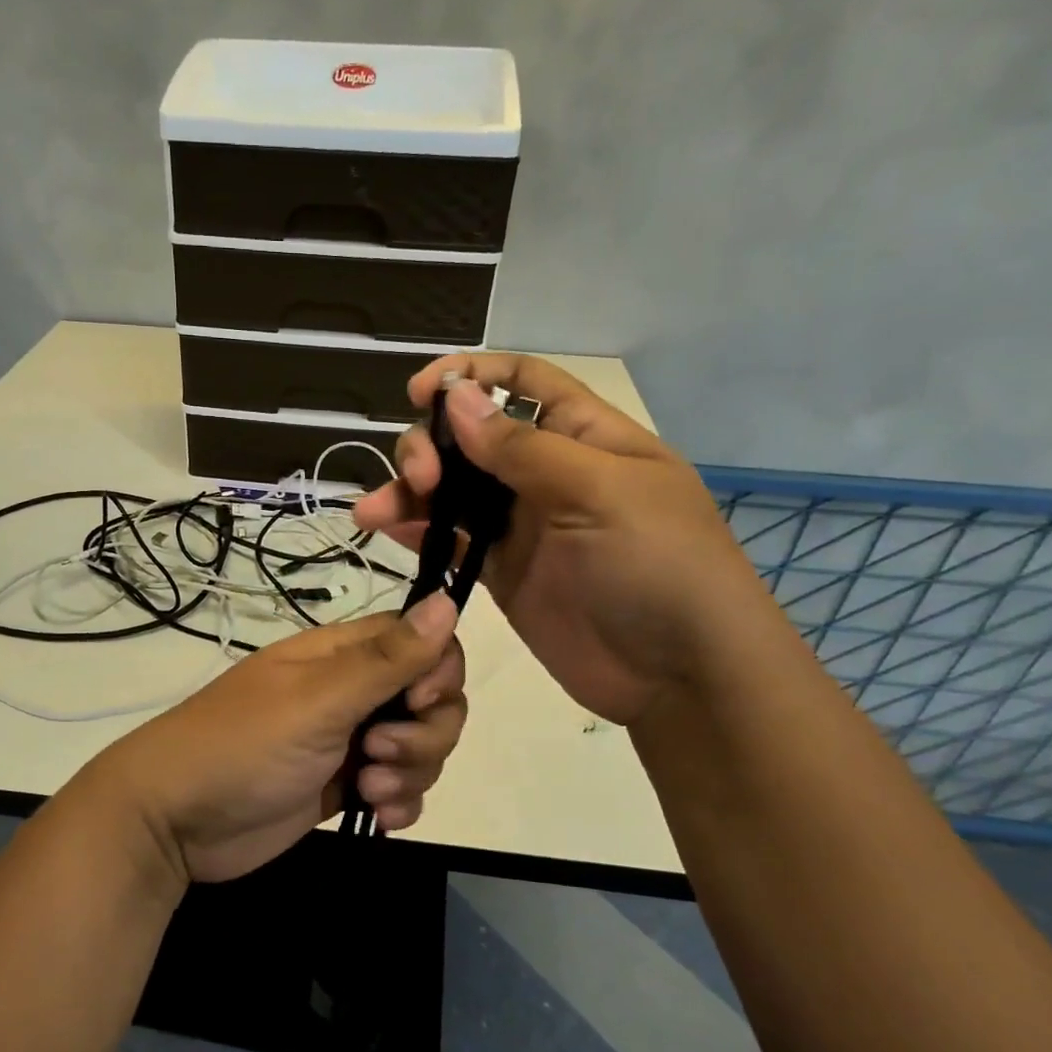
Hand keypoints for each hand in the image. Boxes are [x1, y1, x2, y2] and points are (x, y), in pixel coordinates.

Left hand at [86, 594, 466, 883]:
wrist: (175, 822)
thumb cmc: (243, 746)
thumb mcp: (318, 700)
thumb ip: (386, 658)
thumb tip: (449, 600)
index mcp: (343, 655)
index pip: (421, 641)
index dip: (437, 671)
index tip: (419, 702)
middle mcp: (352, 692)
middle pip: (432, 698)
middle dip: (426, 732)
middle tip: (379, 751)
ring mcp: (349, 741)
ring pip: (420, 746)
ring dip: (411, 772)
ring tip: (368, 790)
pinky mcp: (344, 786)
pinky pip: (400, 788)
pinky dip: (400, 803)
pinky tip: (377, 818)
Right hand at [353, 353, 772, 724]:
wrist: (678, 675)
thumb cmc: (658, 565)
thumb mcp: (599, 492)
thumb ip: (522, 449)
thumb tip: (455, 397)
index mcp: (583, 437)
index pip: (522, 382)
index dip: (471, 375)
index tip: (420, 391)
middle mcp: (547, 473)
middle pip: (471, 438)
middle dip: (432, 446)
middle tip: (419, 479)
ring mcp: (521, 524)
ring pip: (452, 490)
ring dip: (408, 491)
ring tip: (373, 512)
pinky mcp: (500, 570)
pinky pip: (450, 539)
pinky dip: (417, 532)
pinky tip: (387, 531)